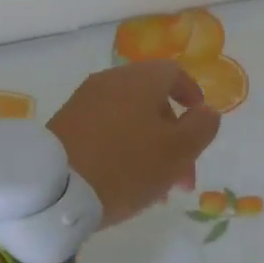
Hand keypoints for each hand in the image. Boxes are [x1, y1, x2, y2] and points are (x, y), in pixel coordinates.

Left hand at [48, 60, 221, 225]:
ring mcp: (84, 102)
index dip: (192, 96)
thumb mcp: (177, 151)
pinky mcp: (65, 124)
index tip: (200, 125)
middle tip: (182, 177)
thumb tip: (208, 111)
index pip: (174, 73)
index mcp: (140, 79)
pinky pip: (105, 129)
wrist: (55, 189)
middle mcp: (110, 81)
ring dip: (149, 146)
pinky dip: (122, 149)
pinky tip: (124, 182)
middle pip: (152, 99)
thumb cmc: (126, 166)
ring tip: (155, 189)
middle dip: (173, 135)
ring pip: (129, 118)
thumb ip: (201, 127)